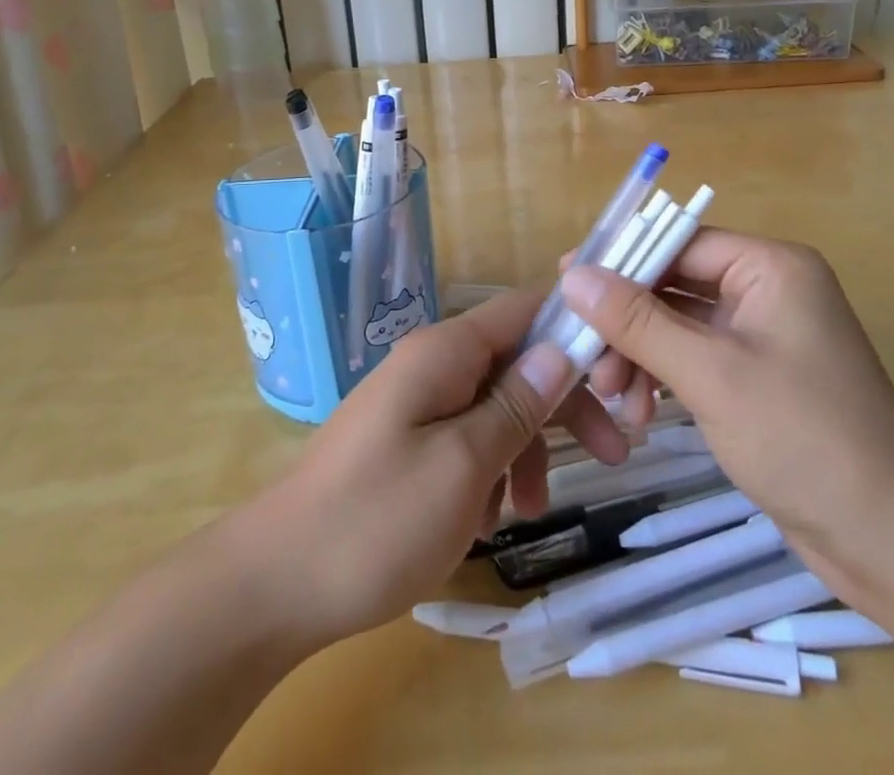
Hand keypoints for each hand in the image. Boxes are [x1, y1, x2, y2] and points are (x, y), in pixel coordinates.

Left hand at [241, 288, 629, 647]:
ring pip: (495, 405)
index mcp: (446, 351)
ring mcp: (416, 401)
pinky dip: (489, 470)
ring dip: (524, 449)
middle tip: (611, 455)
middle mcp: (432, 363)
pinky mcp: (406, 439)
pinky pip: (465, 437)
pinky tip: (486, 520)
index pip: (524, 309)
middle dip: (562, 405)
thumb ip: (516, 405)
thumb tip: (560, 350)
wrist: (273, 584)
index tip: (620, 372)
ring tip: (528, 511)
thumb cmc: (377, 520)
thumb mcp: (464, 464)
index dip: (575, 328)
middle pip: (516, 362)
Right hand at [557, 229, 893, 580]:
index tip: (566, 283)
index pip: (678, 242)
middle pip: (674, 285)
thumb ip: (637, 321)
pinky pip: (694, 359)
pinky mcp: (757, 378)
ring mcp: (762, 336)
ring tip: (616, 401)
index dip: (622, 261)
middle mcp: (767, 289)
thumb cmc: (805, 438)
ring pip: (678, 325)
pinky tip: (641, 414)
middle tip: (587, 362)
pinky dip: (664, 379)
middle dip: (628, 323)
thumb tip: (572, 275)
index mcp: (769, 266)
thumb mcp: (710, 374)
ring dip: (641, 356)